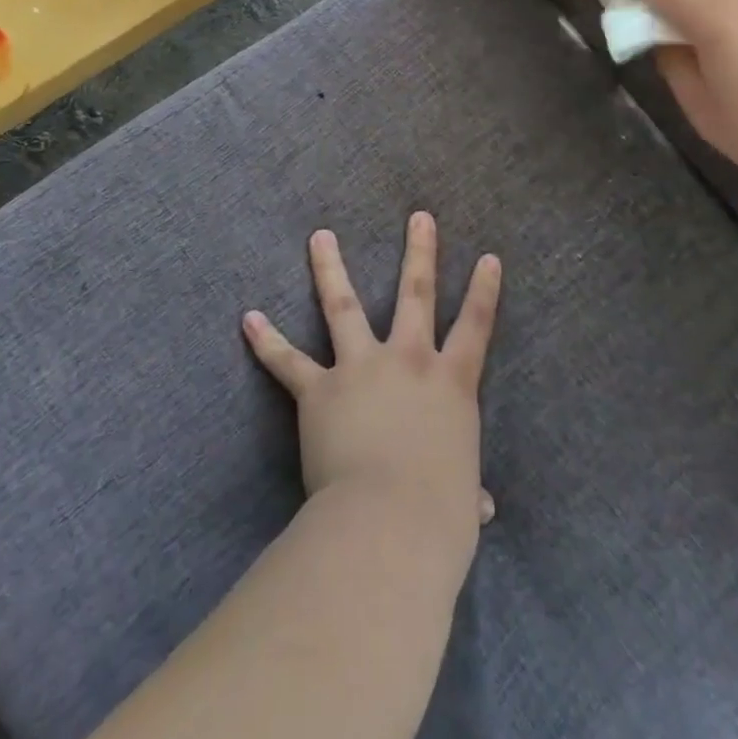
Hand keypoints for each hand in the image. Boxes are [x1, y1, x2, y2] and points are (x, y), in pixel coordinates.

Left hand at [242, 212, 500, 570]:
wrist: (388, 521)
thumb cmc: (439, 515)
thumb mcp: (462, 500)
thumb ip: (468, 493)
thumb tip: (482, 509)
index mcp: (451, 384)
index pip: (476, 325)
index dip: (484, 290)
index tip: (488, 256)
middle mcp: (409, 360)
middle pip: (417, 293)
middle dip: (419, 252)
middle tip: (419, 217)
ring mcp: (361, 367)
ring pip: (344, 305)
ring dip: (330, 268)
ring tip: (320, 237)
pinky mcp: (320, 389)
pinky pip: (288, 361)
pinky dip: (267, 340)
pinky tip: (249, 319)